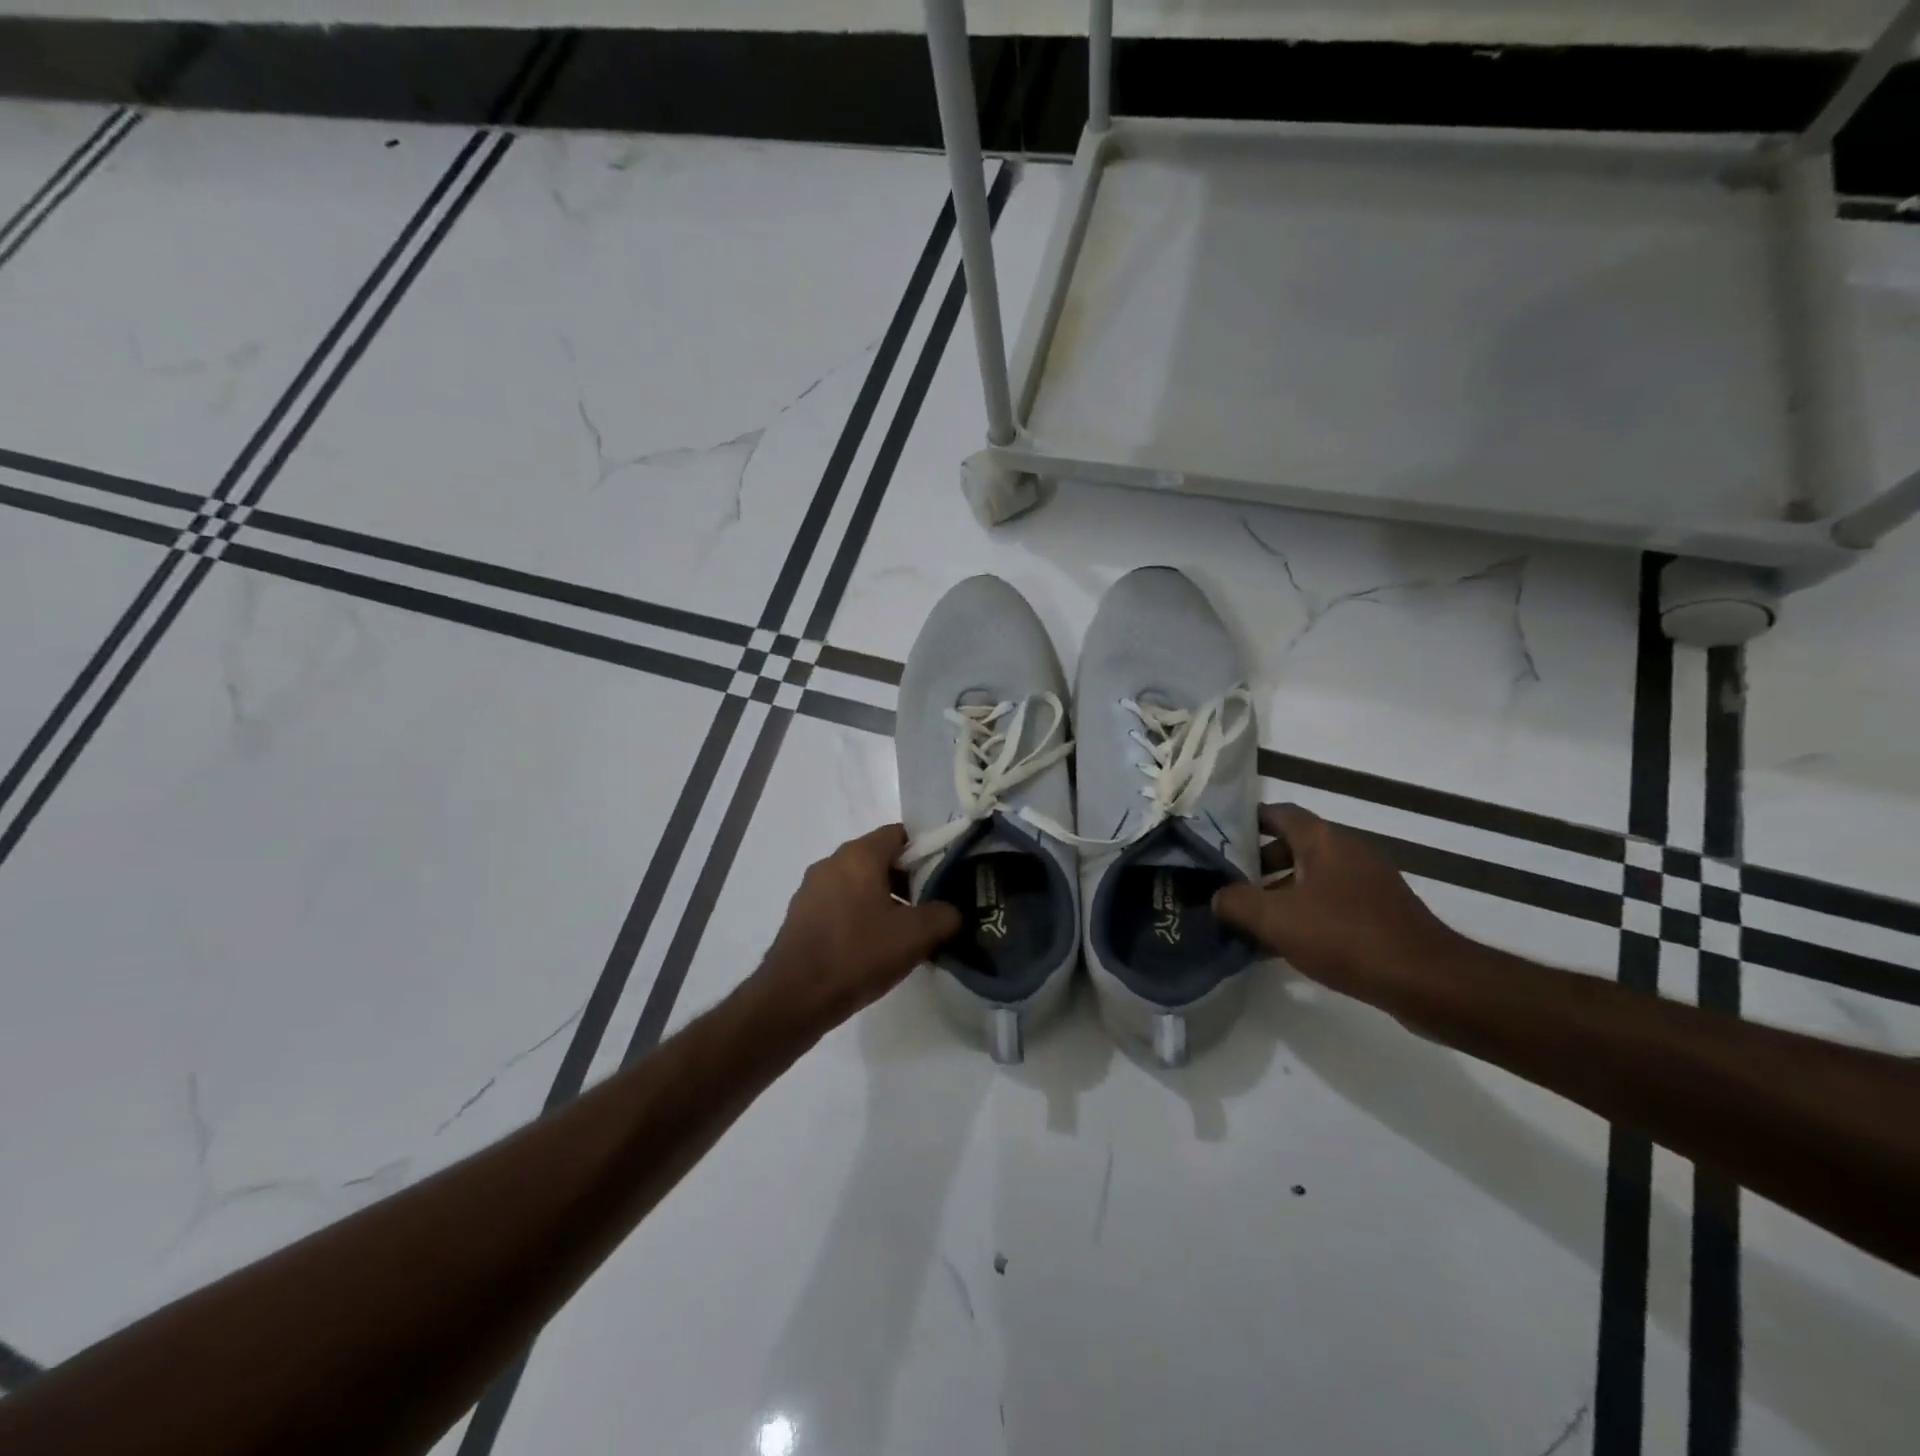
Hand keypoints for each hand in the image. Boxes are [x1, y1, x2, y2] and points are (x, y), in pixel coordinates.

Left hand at [760, 824, 961, 1030]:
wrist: (794, 998)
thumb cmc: (858, 954)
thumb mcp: (915, 936)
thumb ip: (944, 915)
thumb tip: (953, 911)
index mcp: (859, 854)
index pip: (900, 834)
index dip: (927, 850)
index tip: (945, 875)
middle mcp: (832, 862)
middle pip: (879, 858)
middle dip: (908, 879)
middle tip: (931, 906)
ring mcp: (812, 889)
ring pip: (859, 883)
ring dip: (884, 900)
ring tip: (906, 931)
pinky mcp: (801, 916)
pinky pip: (840, 904)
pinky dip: (860, 916)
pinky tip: (873, 947)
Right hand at [1212, 804, 1459, 1000]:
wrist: (1428, 982)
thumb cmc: (1346, 937)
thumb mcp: (1276, 919)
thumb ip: (1236, 903)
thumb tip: (1217, 897)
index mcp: (1325, 840)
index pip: (1279, 813)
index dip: (1247, 822)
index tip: (1219, 839)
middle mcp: (1348, 852)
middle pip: (1293, 847)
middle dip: (1258, 865)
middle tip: (1227, 885)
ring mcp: (1368, 884)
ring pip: (1311, 879)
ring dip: (1279, 894)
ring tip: (1249, 921)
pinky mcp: (1380, 914)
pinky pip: (1330, 904)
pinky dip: (1304, 916)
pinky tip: (1285, 946)